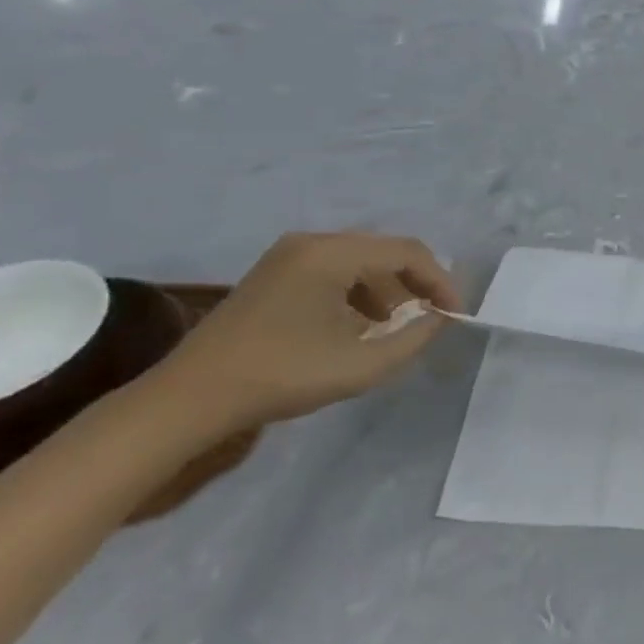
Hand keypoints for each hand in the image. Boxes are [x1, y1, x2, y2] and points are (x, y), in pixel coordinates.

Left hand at [149, 232, 461, 434]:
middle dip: (416, 283)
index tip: (455, 313)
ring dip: (389, 289)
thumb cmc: (280, 377)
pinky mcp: (274, 273)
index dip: (440, 281)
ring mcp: (288, 256)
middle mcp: (311, 243)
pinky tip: (360, 325)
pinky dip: (359, 291)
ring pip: (361, 260)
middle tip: (434, 316)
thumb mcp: (362, 365)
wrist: (188, 399)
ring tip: (399, 325)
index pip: (408, 252)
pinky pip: (335, 270)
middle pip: (385, 251)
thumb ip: (414, 338)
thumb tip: (439, 317)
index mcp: (331, 255)